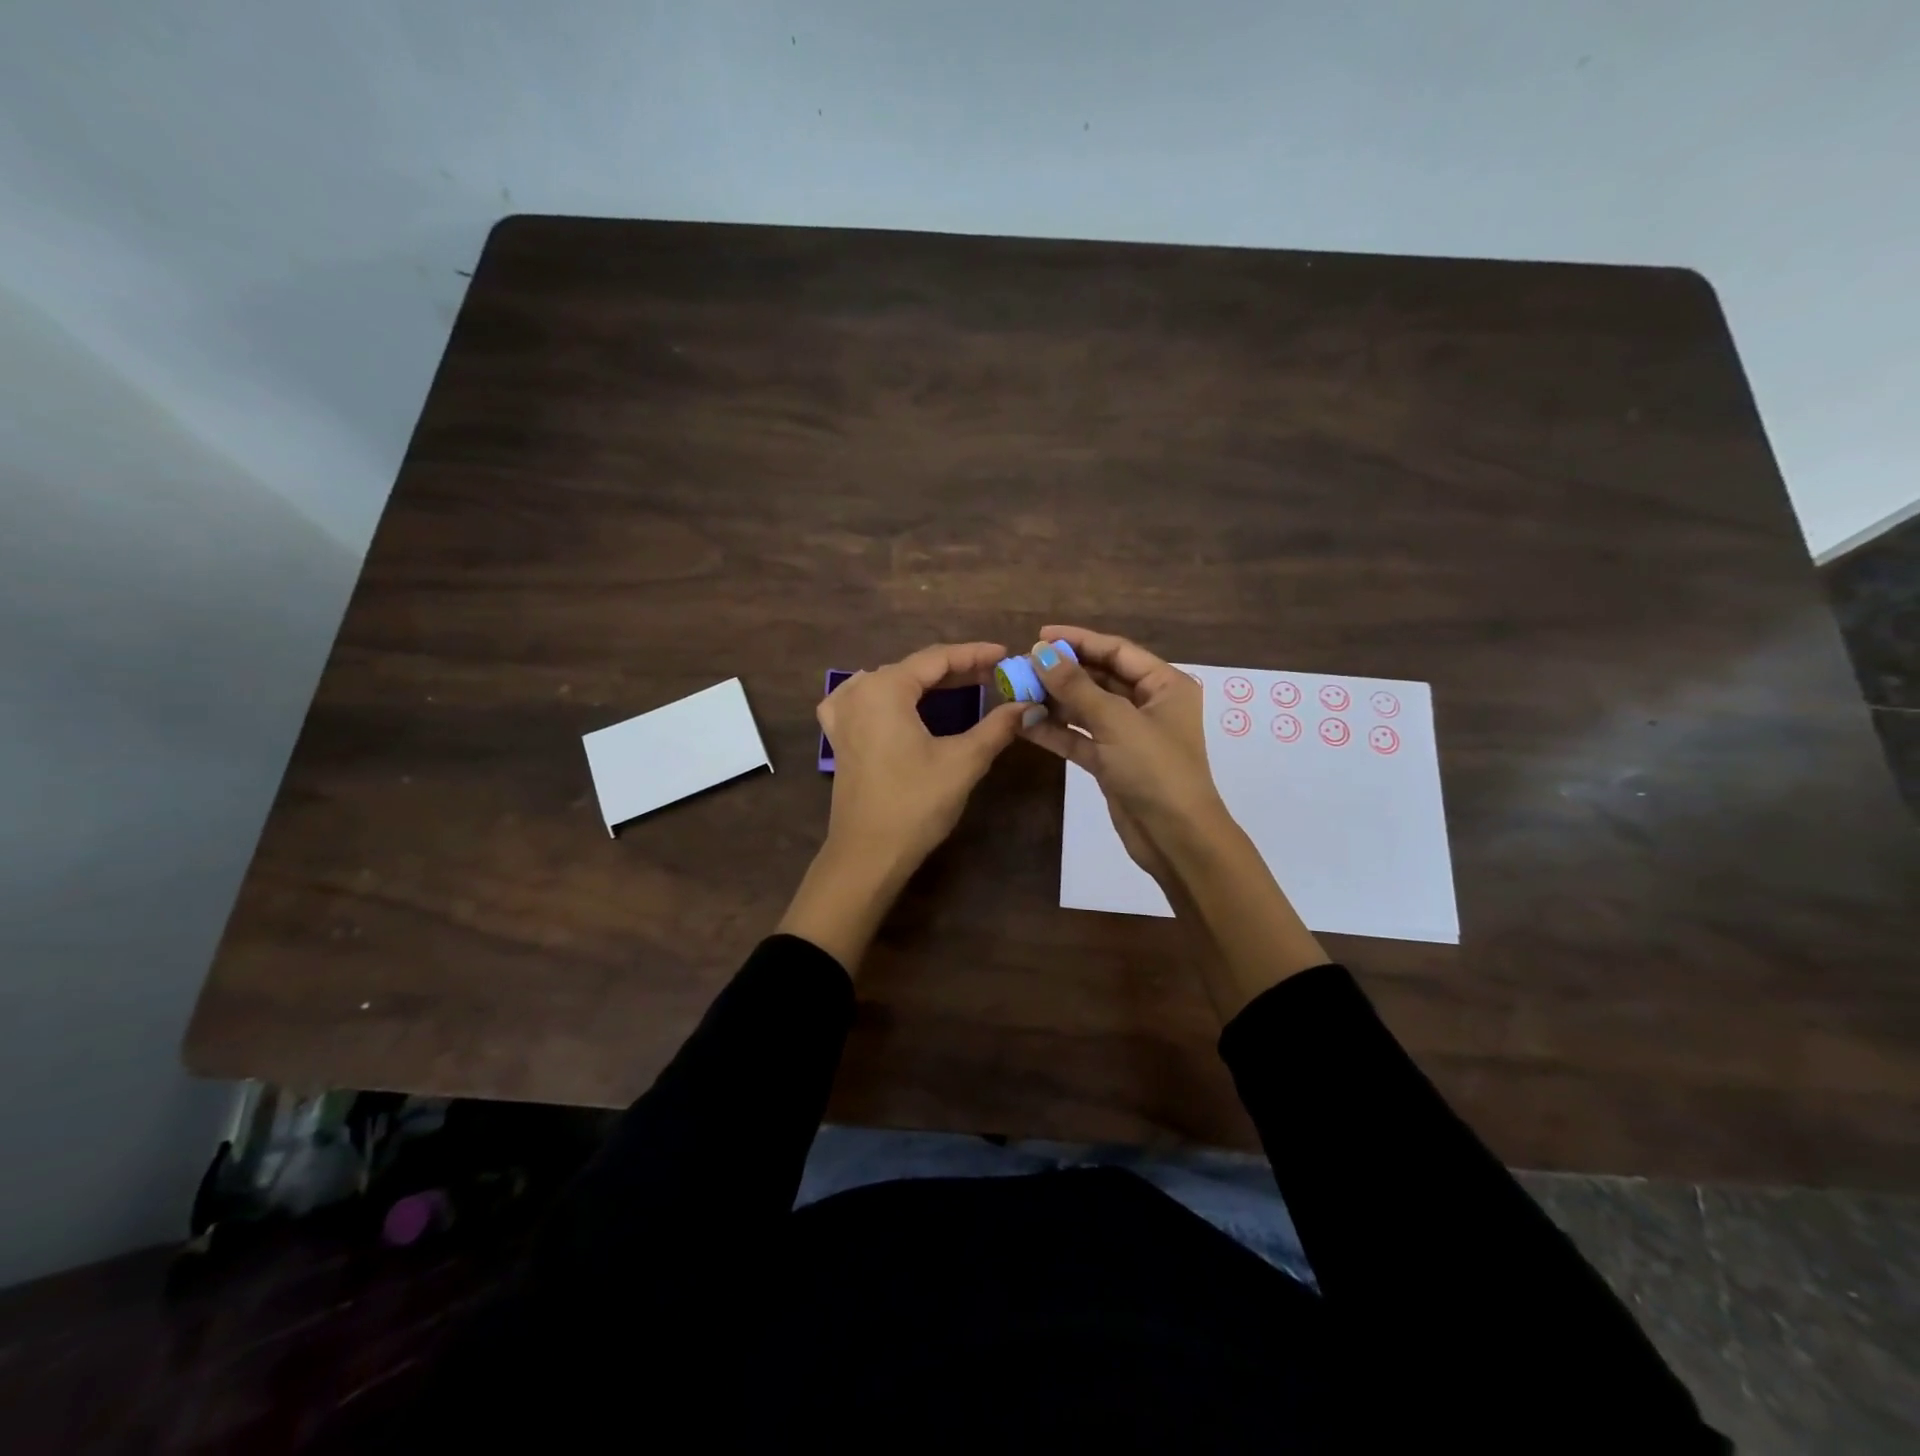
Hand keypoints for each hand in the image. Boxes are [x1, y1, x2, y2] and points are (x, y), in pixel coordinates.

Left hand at [779, 642, 1028, 970]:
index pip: (937, 658)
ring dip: (927, 683)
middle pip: (914, 669)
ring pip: (891, 683)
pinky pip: (865, 700)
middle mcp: (859, 691)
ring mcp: (843, 714)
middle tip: (995, 675)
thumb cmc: (916, 804)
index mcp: (886, 688)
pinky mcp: (839, 737)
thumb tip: (1030, 706)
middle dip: (956, 670)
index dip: (975, 654)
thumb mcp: (963, 761)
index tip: (1006, 654)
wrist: (868, 854)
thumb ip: (997, 727)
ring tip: (963, 686)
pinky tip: (900, 702)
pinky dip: (890, 696)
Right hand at [1016, 626, 1228, 882]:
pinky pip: (1079, 738)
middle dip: (1062, 672)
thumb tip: (1041, 652)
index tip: (1040, 636)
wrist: (1176, 838)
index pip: (1116, 651)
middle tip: (1022, 666)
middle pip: (1099, 678)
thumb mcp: (1115, 721)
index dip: (1079, 641)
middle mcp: (1148, 705)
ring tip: (1017, 692)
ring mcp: (1128, 735)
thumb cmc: (1155, 769)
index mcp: (1164, 685)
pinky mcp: (1111, 762)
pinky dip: (1055, 731)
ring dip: (1054, 702)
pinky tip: (1025, 723)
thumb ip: (1075, 686)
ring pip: (1085, 709)